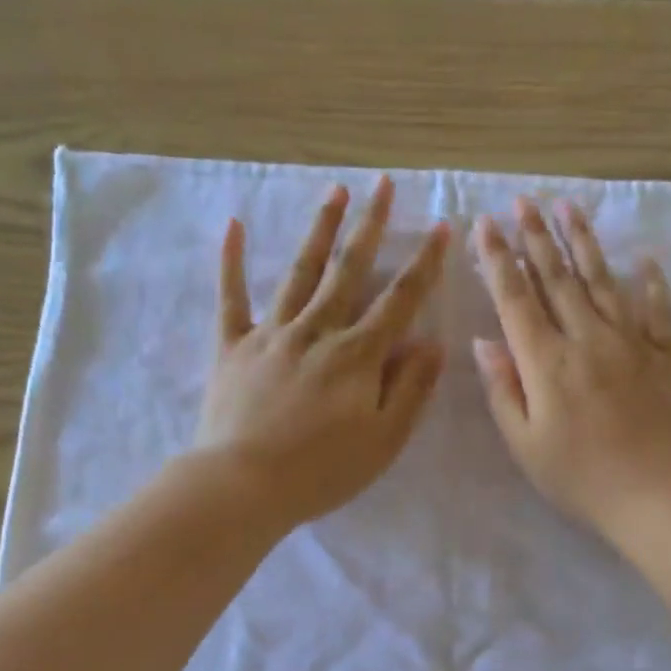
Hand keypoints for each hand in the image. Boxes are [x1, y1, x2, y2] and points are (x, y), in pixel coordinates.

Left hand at [195, 176, 448, 527]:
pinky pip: (231, 297)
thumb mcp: (384, 440)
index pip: (400, 301)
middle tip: (382, 185)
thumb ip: (411, 389)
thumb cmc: (322, 471)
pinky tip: (233, 225)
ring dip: (319, 230)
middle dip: (369, 225)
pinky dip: (231, 261)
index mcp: (358, 355)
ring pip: (299, 272)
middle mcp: (317, 331)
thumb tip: (433, 343)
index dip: (423, 264)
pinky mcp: (232, 347)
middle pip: (348, 271)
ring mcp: (271, 334)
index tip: (440, 227)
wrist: (243, 485)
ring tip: (334, 191)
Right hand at [472, 198, 670, 540]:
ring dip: (584, 242)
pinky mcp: (667, 355)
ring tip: (569, 207)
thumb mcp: (525, 444)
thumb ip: (503, 390)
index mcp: (547, 363)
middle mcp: (588, 339)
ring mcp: (632, 343)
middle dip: (536, 237)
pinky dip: (650, 282)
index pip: (516, 299)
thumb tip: (485, 342)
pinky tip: (643, 260)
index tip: (485, 225)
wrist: (657, 497)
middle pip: (557, 278)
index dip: (498, 260)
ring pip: (603, 281)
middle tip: (523, 200)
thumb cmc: (580, 478)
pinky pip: (657, 309)